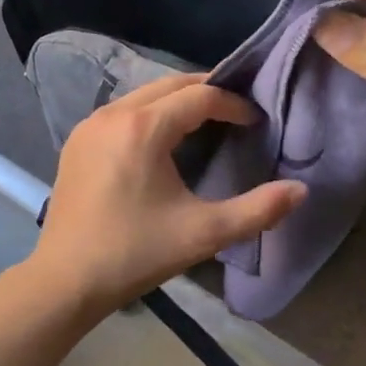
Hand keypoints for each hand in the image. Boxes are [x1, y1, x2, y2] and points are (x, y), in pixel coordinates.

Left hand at [29, 73, 306, 316]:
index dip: (233, 104)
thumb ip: (258, 210)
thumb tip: (301, 190)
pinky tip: (163, 140)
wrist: (64, 281)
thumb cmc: (135, 253)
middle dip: (207, 92)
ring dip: (177, 100)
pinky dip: (150, 112)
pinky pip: (123, 110)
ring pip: (144, 94)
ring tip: (207, 121)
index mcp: (143, 128)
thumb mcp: (203, 234)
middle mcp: (113, 113)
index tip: (257, 121)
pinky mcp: (77, 141)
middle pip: (170, 84)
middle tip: (237, 111)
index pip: (199, 96)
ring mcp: (90, 125)